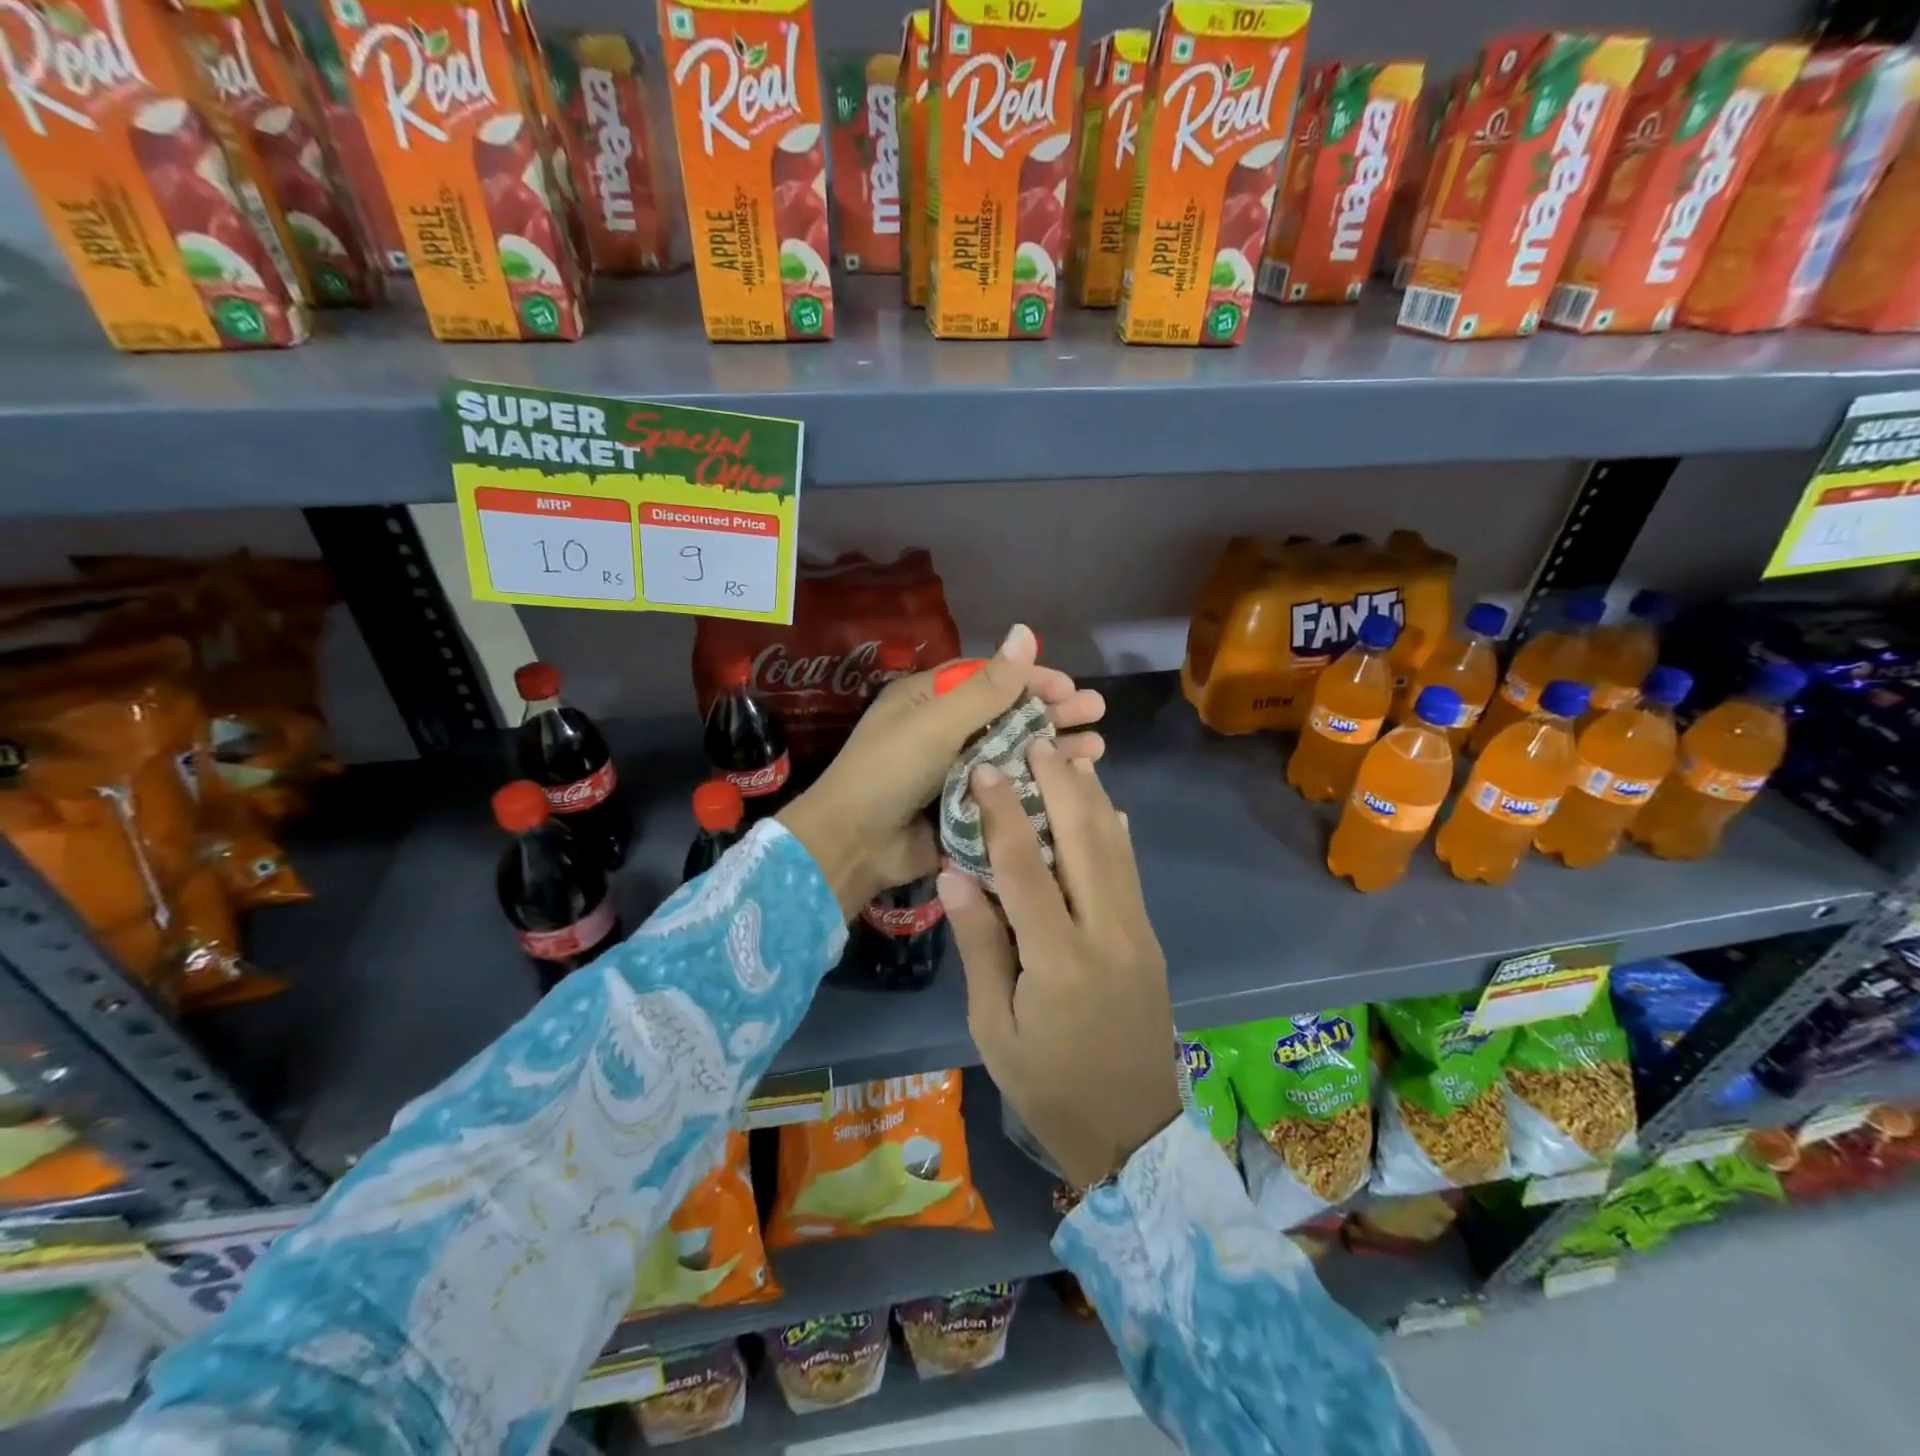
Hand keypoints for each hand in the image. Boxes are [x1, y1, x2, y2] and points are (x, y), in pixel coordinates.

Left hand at [778, 624, 1104, 917]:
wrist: (854, 844)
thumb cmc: (890, 771)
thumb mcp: (938, 722)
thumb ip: (987, 686)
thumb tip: (1026, 631)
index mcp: (929, 700)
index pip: (988, 679)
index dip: (1030, 678)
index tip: (1067, 686)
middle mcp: (944, 731)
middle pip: (1007, 714)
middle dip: (1052, 712)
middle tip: (1096, 711)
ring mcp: (955, 771)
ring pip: (1013, 752)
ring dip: (1052, 748)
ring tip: (1096, 747)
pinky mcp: (965, 807)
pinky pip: (1006, 789)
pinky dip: (1037, 784)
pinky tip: (1071, 782)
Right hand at [940, 740, 1182, 1190]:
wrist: (1132, 1133)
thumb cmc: (1047, 1085)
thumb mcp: (994, 1028)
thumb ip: (980, 945)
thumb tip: (955, 874)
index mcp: (1058, 960)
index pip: (1024, 867)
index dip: (1003, 811)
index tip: (986, 767)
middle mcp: (1107, 933)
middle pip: (1084, 839)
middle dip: (1060, 784)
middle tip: (1036, 742)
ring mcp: (1138, 933)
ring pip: (1115, 848)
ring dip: (1091, 797)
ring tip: (1067, 757)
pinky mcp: (1150, 940)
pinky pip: (1130, 872)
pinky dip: (1115, 832)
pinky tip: (1105, 808)